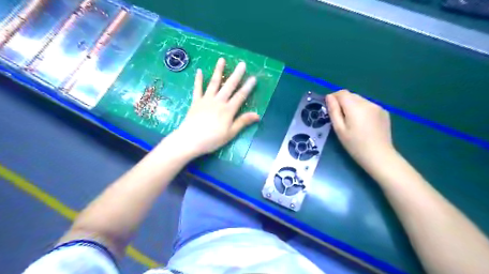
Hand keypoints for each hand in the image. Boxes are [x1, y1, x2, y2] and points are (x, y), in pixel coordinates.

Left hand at [169, 57, 258, 156]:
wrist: (190, 140)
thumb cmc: (212, 139)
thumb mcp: (230, 133)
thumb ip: (243, 122)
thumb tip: (257, 115)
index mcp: (228, 110)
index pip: (240, 96)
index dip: (248, 87)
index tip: (253, 78)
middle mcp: (218, 101)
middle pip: (229, 86)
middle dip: (237, 75)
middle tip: (242, 64)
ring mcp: (206, 100)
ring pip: (214, 83)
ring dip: (218, 71)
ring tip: (221, 59)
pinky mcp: (196, 102)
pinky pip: (197, 89)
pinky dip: (199, 80)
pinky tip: (200, 71)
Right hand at [326, 90, 394, 170]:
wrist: (379, 156)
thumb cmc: (355, 145)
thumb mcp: (339, 129)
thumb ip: (333, 111)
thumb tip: (329, 97)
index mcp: (355, 106)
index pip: (342, 93)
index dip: (333, 98)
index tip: (330, 108)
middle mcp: (367, 102)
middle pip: (351, 95)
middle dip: (342, 102)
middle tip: (339, 117)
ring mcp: (377, 106)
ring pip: (360, 100)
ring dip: (352, 106)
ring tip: (351, 121)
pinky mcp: (384, 112)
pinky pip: (368, 105)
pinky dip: (362, 109)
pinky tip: (363, 123)